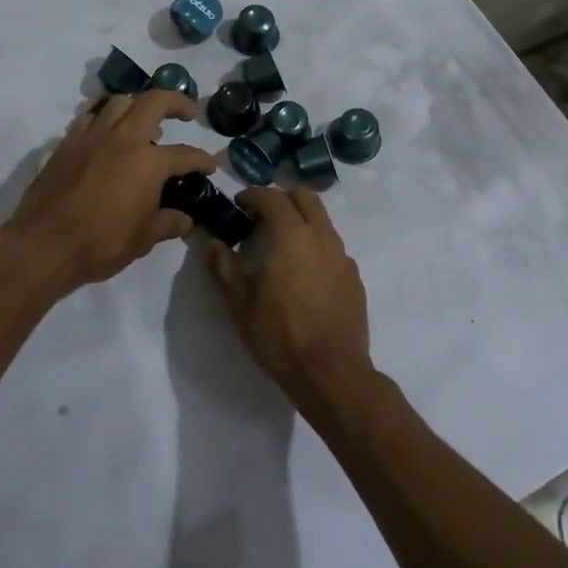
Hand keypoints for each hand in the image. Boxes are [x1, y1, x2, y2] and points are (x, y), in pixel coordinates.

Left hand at [2, 91, 217, 292]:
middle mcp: (123, 139)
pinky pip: (89, 117)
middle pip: (154, 101)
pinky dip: (103, 118)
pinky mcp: (67, 143)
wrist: (44, 245)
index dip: (202, 160)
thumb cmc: (100, 244)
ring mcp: (92, 137)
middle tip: (186, 112)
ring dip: (138, 104)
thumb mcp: (143, 240)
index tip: (209, 167)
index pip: (185, 154)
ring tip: (144, 120)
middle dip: (176, 101)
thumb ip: (167, 223)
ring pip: (120, 102)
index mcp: (149, 162)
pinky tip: (106, 132)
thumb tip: (185, 220)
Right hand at [205, 186, 374, 411]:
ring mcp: (342, 257)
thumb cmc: (280, 334)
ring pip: (322, 221)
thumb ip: (224, 267)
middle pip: (305, 198)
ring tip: (281, 244)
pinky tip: (304, 272)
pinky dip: (316, 246)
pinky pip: (333, 248)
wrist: (332, 372)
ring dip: (301, 220)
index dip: (253, 195)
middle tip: (262, 215)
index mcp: (292, 235)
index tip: (239, 203)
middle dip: (282, 198)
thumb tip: (213, 244)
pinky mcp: (354, 278)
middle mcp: (321, 236)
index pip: (272, 197)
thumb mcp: (240, 303)